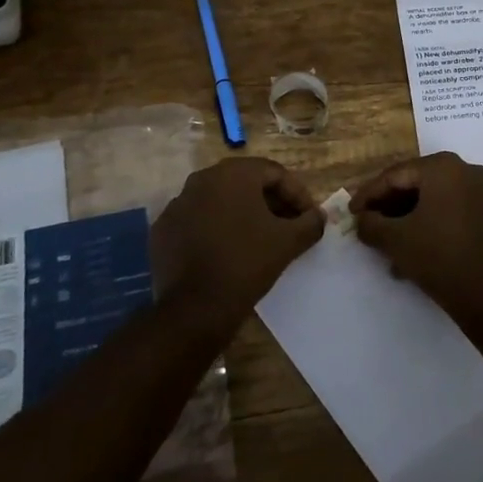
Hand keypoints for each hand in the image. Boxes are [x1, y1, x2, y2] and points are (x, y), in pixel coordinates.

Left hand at [151, 158, 324, 322]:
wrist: (196, 308)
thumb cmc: (247, 263)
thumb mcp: (288, 242)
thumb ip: (310, 222)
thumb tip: (319, 216)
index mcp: (233, 174)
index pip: (274, 173)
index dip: (298, 194)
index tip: (309, 217)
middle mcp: (202, 179)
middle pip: (246, 183)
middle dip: (271, 202)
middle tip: (288, 225)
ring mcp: (178, 204)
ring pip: (220, 201)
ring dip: (243, 214)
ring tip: (260, 239)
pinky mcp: (163, 229)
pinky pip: (198, 220)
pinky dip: (216, 228)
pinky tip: (229, 250)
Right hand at [349, 151, 482, 323]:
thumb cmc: (439, 258)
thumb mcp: (395, 240)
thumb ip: (371, 224)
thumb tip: (361, 219)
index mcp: (442, 167)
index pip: (395, 175)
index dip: (368, 195)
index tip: (351, 213)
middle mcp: (465, 171)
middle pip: (415, 185)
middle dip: (389, 208)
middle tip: (367, 225)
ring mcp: (482, 192)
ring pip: (433, 201)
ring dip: (407, 220)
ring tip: (386, 245)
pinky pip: (451, 212)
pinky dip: (430, 226)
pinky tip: (413, 252)